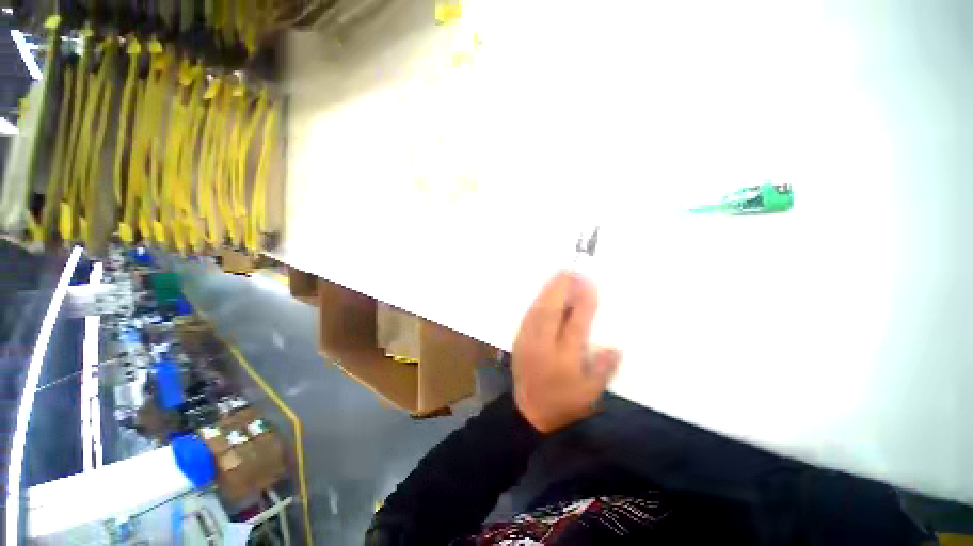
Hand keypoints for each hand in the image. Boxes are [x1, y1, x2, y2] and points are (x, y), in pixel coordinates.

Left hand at [513, 271, 620, 433]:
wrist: (529, 413)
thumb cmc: (564, 405)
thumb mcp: (590, 394)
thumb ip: (603, 369)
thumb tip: (615, 347)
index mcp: (564, 358)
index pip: (576, 323)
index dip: (584, 302)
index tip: (590, 284)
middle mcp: (544, 345)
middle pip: (552, 310)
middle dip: (562, 288)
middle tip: (572, 270)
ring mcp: (528, 340)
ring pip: (538, 309)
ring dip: (549, 289)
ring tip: (559, 275)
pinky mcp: (519, 339)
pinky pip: (529, 314)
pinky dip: (538, 300)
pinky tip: (545, 292)